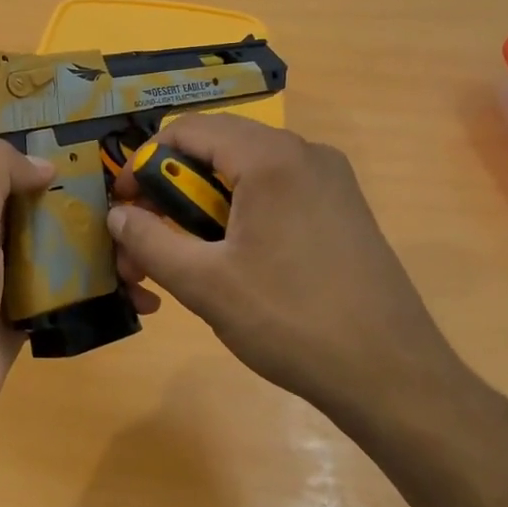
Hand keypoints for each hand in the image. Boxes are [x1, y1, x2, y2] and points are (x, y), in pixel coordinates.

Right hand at [107, 114, 470, 422]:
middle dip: (171, 190)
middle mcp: (305, 153)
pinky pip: (275, 192)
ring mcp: (331, 180)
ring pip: (245, 173)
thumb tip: (116, 214)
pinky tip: (234, 261)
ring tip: (187, 258)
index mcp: (270, 158)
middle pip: (216, 148)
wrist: (391, 375)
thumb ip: (148, 240)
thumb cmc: (289, 321)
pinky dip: (240, 215)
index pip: (186, 130)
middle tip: (149, 239)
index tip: (125, 209)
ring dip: (203, 206)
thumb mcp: (202, 283)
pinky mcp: (343, 209)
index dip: (143, 164)